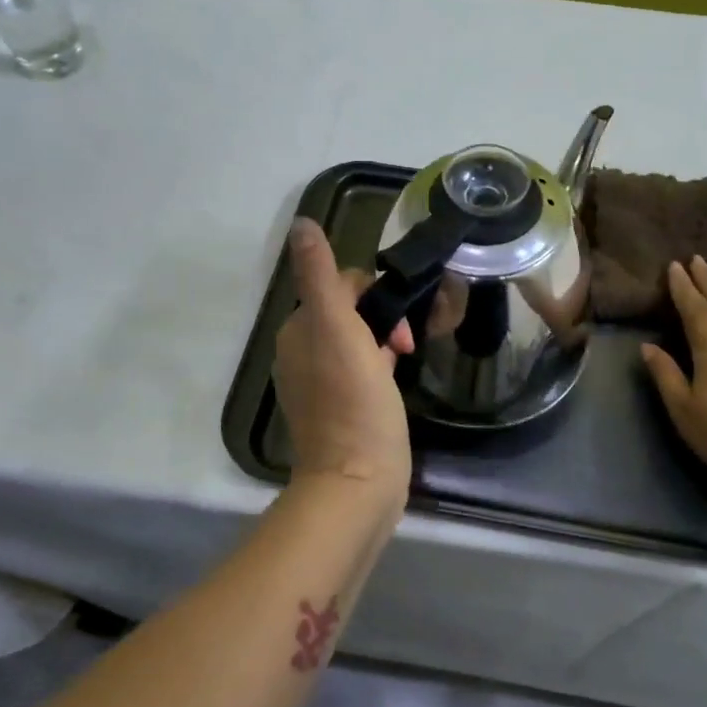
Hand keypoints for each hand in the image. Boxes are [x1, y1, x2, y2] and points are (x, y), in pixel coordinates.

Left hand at [273, 218, 413, 510]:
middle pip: (349, 312)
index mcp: (298, 332)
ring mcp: (320, 385)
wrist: (358, 482)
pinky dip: (380, 368)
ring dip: (384, 343)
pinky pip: (360, 371)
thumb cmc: (354, 404)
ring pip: (357, 342)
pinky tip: (396, 383)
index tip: (400, 322)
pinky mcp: (339, 410)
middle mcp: (302, 354)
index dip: (374, 294)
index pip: (339, 285)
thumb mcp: (338, 331)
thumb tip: (302, 224)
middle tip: (408, 346)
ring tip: (407, 362)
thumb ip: (320, 277)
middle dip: (383, 319)